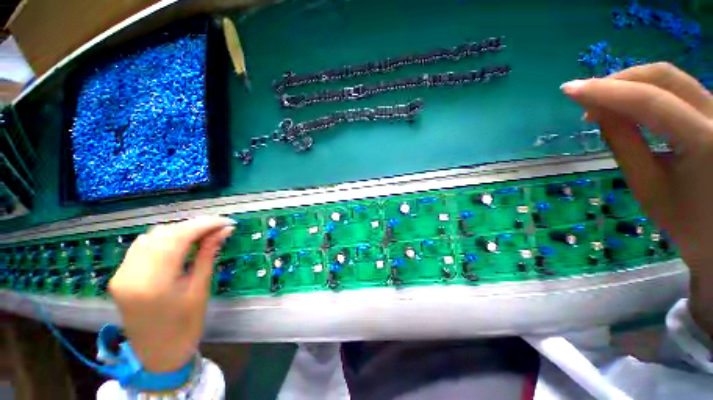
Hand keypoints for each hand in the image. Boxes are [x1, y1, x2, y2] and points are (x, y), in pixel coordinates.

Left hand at [109, 216, 234, 372]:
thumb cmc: (184, 327)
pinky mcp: (120, 275)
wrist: (157, 355)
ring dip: (179, 231)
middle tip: (217, 228)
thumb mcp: (200, 290)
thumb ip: (207, 256)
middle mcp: (131, 274)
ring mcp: (121, 274)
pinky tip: (179, 243)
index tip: (226, 222)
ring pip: (151, 237)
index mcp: (154, 283)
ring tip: (202, 234)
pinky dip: (163, 239)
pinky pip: (142, 246)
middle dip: (194, 226)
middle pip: (164, 234)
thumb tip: (223, 231)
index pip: (178, 238)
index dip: (204, 225)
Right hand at [561, 62, 712, 335]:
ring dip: (632, 85)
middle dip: (619, 81)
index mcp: (706, 142)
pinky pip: (679, 89)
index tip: (568, 91)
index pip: (649, 102)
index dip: (605, 92)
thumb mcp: (648, 186)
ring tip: (603, 103)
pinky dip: (648, 91)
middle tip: (585, 96)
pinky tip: (629, 104)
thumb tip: (597, 112)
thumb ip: (624, 143)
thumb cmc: (686, 222)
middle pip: (664, 77)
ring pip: (672, 78)